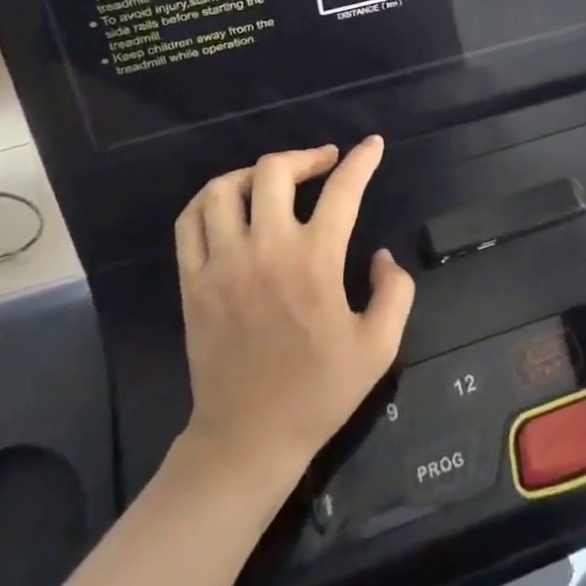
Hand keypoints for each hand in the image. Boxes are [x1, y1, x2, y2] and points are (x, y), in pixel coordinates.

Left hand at [173, 138, 414, 484]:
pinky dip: (209, 199)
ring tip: (274, 180)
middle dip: (305, 156)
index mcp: (315, 261)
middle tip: (323, 163)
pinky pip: (190, 221)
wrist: (248, 440)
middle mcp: (266, 249)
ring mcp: (222, 263)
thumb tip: (381, 254)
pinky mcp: (192, 281)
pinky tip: (229, 203)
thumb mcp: (379, 347)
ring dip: (255, 173)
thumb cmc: (318, 393)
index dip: (361, 160)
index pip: (342, 189)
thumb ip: (395, 291)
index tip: (371, 145)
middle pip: (275, 170)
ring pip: (226, 188)